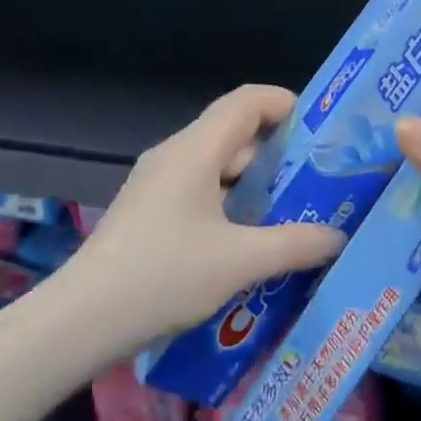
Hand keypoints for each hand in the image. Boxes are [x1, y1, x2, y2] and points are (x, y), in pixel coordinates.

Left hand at [62, 84, 345, 351]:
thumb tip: (338, 236)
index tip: (321, 129)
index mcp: (195, 150)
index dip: (285, 104)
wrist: (83, 319)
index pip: (246, 102)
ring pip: (217, 167)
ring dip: (255, 185)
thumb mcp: (239, 262)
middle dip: (278, 154)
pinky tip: (251, 242)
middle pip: (234, 134)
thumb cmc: (164, 276)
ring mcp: (157, 183)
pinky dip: (231, 205)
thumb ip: (294, 244)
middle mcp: (175, 155)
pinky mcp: (149, 211)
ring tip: (295, 214)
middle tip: (320, 182)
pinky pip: (200, 192)